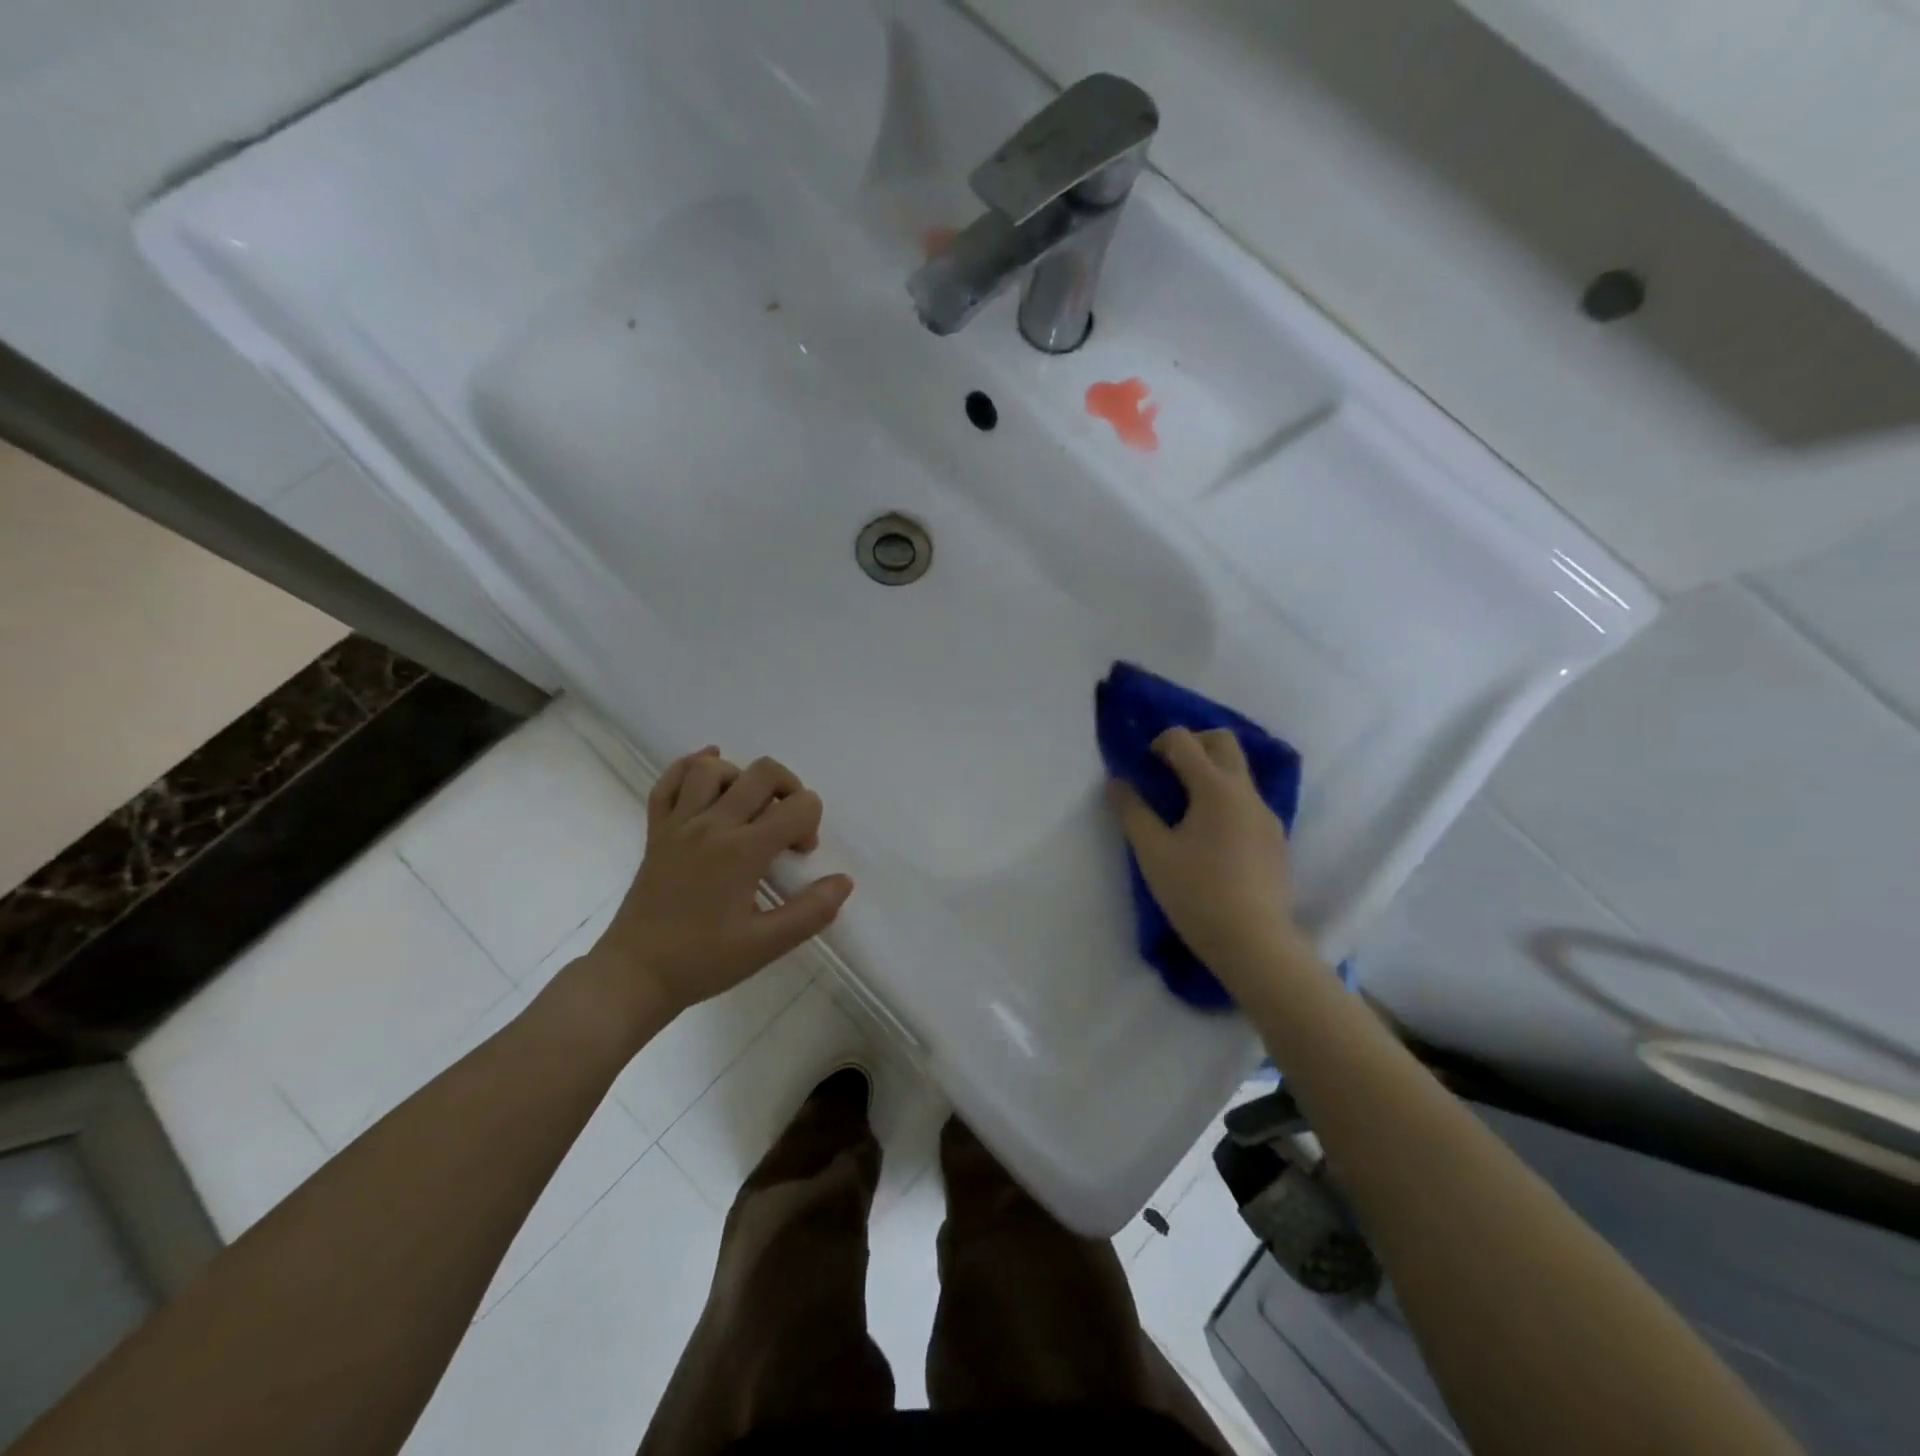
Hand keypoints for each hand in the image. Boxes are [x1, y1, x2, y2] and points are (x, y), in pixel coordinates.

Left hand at [585, 748, 853, 1026]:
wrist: (635, 975)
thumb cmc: (702, 961)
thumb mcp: (765, 945)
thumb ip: (810, 912)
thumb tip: (843, 881)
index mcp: (742, 851)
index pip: (797, 806)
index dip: (810, 824)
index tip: (799, 856)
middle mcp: (711, 826)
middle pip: (762, 773)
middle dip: (789, 789)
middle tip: (785, 826)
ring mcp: (679, 824)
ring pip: (713, 769)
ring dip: (742, 778)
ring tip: (749, 809)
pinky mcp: (656, 832)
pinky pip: (668, 783)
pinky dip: (690, 768)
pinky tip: (709, 772)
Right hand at [1107, 727, 1303, 987]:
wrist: (1255, 943)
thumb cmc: (1197, 894)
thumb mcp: (1153, 853)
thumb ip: (1132, 811)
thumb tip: (1117, 782)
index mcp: (1216, 788)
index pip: (1184, 740)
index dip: (1159, 743)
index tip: (1145, 768)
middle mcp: (1246, 792)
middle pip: (1223, 742)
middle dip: (1193, 744)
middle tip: (1167, 771)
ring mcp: (1266, 815)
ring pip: (1239, 772)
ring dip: (1210, 773)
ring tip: (1186, 809)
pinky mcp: (1275, 839)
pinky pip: (1248, 802)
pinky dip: (1225, 800)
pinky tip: (1210, 838)